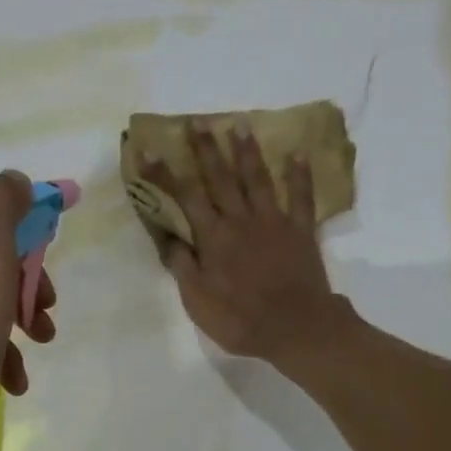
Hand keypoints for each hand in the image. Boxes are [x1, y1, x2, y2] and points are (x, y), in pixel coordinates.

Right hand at [142, 122, 350, 364]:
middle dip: (206, 149)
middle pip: (221, 178)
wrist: (295, 328)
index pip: (185, 197)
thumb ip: (183, 266)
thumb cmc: (239, 319)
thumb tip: (169, 238)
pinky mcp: (301, 231)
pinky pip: (301, 197)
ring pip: (258, 179)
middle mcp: (241, 220)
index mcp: (213, 238)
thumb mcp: (197, 301)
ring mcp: (274, 222)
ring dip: (247, 152)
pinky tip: (298, 154)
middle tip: (197, 122)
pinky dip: (300, 175)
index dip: (165, 173)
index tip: (149, 151)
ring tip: (239, 125)